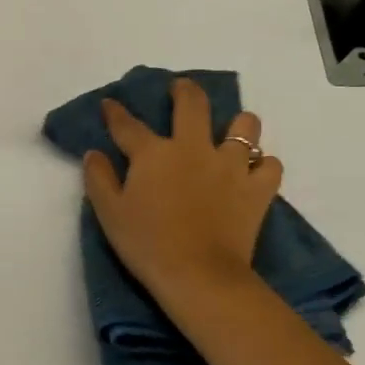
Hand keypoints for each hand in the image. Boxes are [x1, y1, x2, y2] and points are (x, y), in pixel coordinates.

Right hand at [83, 77, 283, 300]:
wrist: (198, 275)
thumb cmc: (147, 245)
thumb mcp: (109, 214)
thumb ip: (98, 179)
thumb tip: (93, 154)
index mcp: (154, 153)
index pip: (128, 125)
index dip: (115, 112)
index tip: (110, 104)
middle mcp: (193, 148)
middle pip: (193, 104)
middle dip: (184, 90)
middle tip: (181, 89)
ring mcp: (230, 165)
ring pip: (245, 126)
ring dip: (239, 124)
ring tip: (233, 131)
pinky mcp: (257, 189)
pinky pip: (270, 166)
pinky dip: (263, 166)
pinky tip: (255, 173)